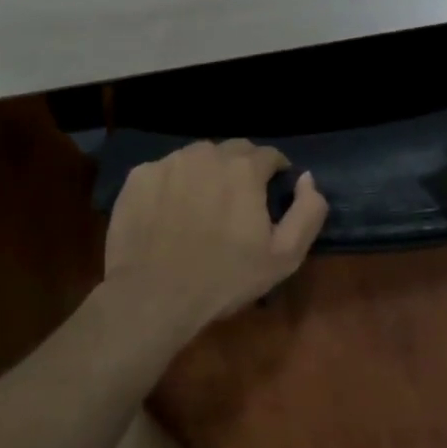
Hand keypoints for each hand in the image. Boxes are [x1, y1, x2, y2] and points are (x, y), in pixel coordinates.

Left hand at [104, 140, 327, 331]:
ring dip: (206, 173)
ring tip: (202, 206)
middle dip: (241, 168)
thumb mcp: (284, 256)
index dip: (275, 172)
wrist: (153, 297)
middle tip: (238, 201)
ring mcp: (169, 162)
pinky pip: (164, 172)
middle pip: (232, 151)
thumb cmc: (224, 279)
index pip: (268, 155)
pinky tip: (169, 213)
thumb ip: (308, 211)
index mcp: (243, 168)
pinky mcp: (138, 176)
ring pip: (197, 158)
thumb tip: (306, 178)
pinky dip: (172, 185)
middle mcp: (206, 153)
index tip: (272, 192)